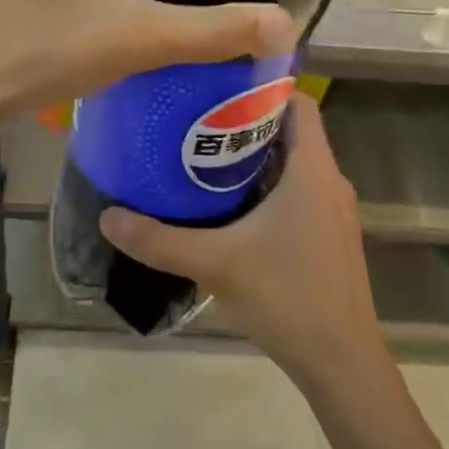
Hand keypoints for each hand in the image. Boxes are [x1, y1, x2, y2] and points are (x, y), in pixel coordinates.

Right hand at [97, 94, 378, 383]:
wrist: (341, 363)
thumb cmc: (286, 296)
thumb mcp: (215, 263)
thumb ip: (159, 239)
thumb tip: (107, 216)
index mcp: (312, 171)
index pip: (298, 103)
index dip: (263, 86)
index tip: (218, 85)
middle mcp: (329, 182)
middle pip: (291, 133)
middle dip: (247, 122)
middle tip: (196, 118)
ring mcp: (333, 213)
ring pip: (294, 166)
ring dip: (255, 158)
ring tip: (203, 156)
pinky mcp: (329, 238)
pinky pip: (298, 193)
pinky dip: (267, 188)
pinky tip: (229, 207)